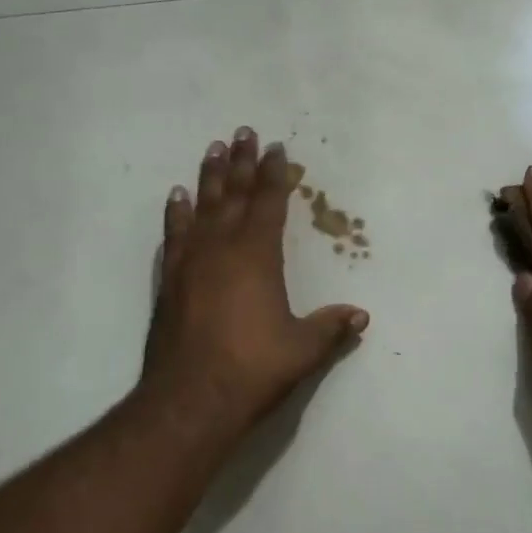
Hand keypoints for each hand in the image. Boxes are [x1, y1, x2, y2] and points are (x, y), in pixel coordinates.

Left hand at [142, 126, 367, 441]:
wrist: (189, 400)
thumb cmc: (252, 368)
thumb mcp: (302, 350)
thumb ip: (330, 328)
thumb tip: (361, 315)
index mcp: (258, 256)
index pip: (269, 203)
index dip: (275, 174)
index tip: (276, 148)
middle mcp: (222, 249)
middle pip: (234, 194)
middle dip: (241, 162)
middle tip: (242, 132)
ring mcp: (191, 262)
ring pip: (202, 207)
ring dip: (209, 177)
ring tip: (212, 149)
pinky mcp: (170, 281)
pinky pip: (174, 234)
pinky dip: (176, 213)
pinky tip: (177, 197)